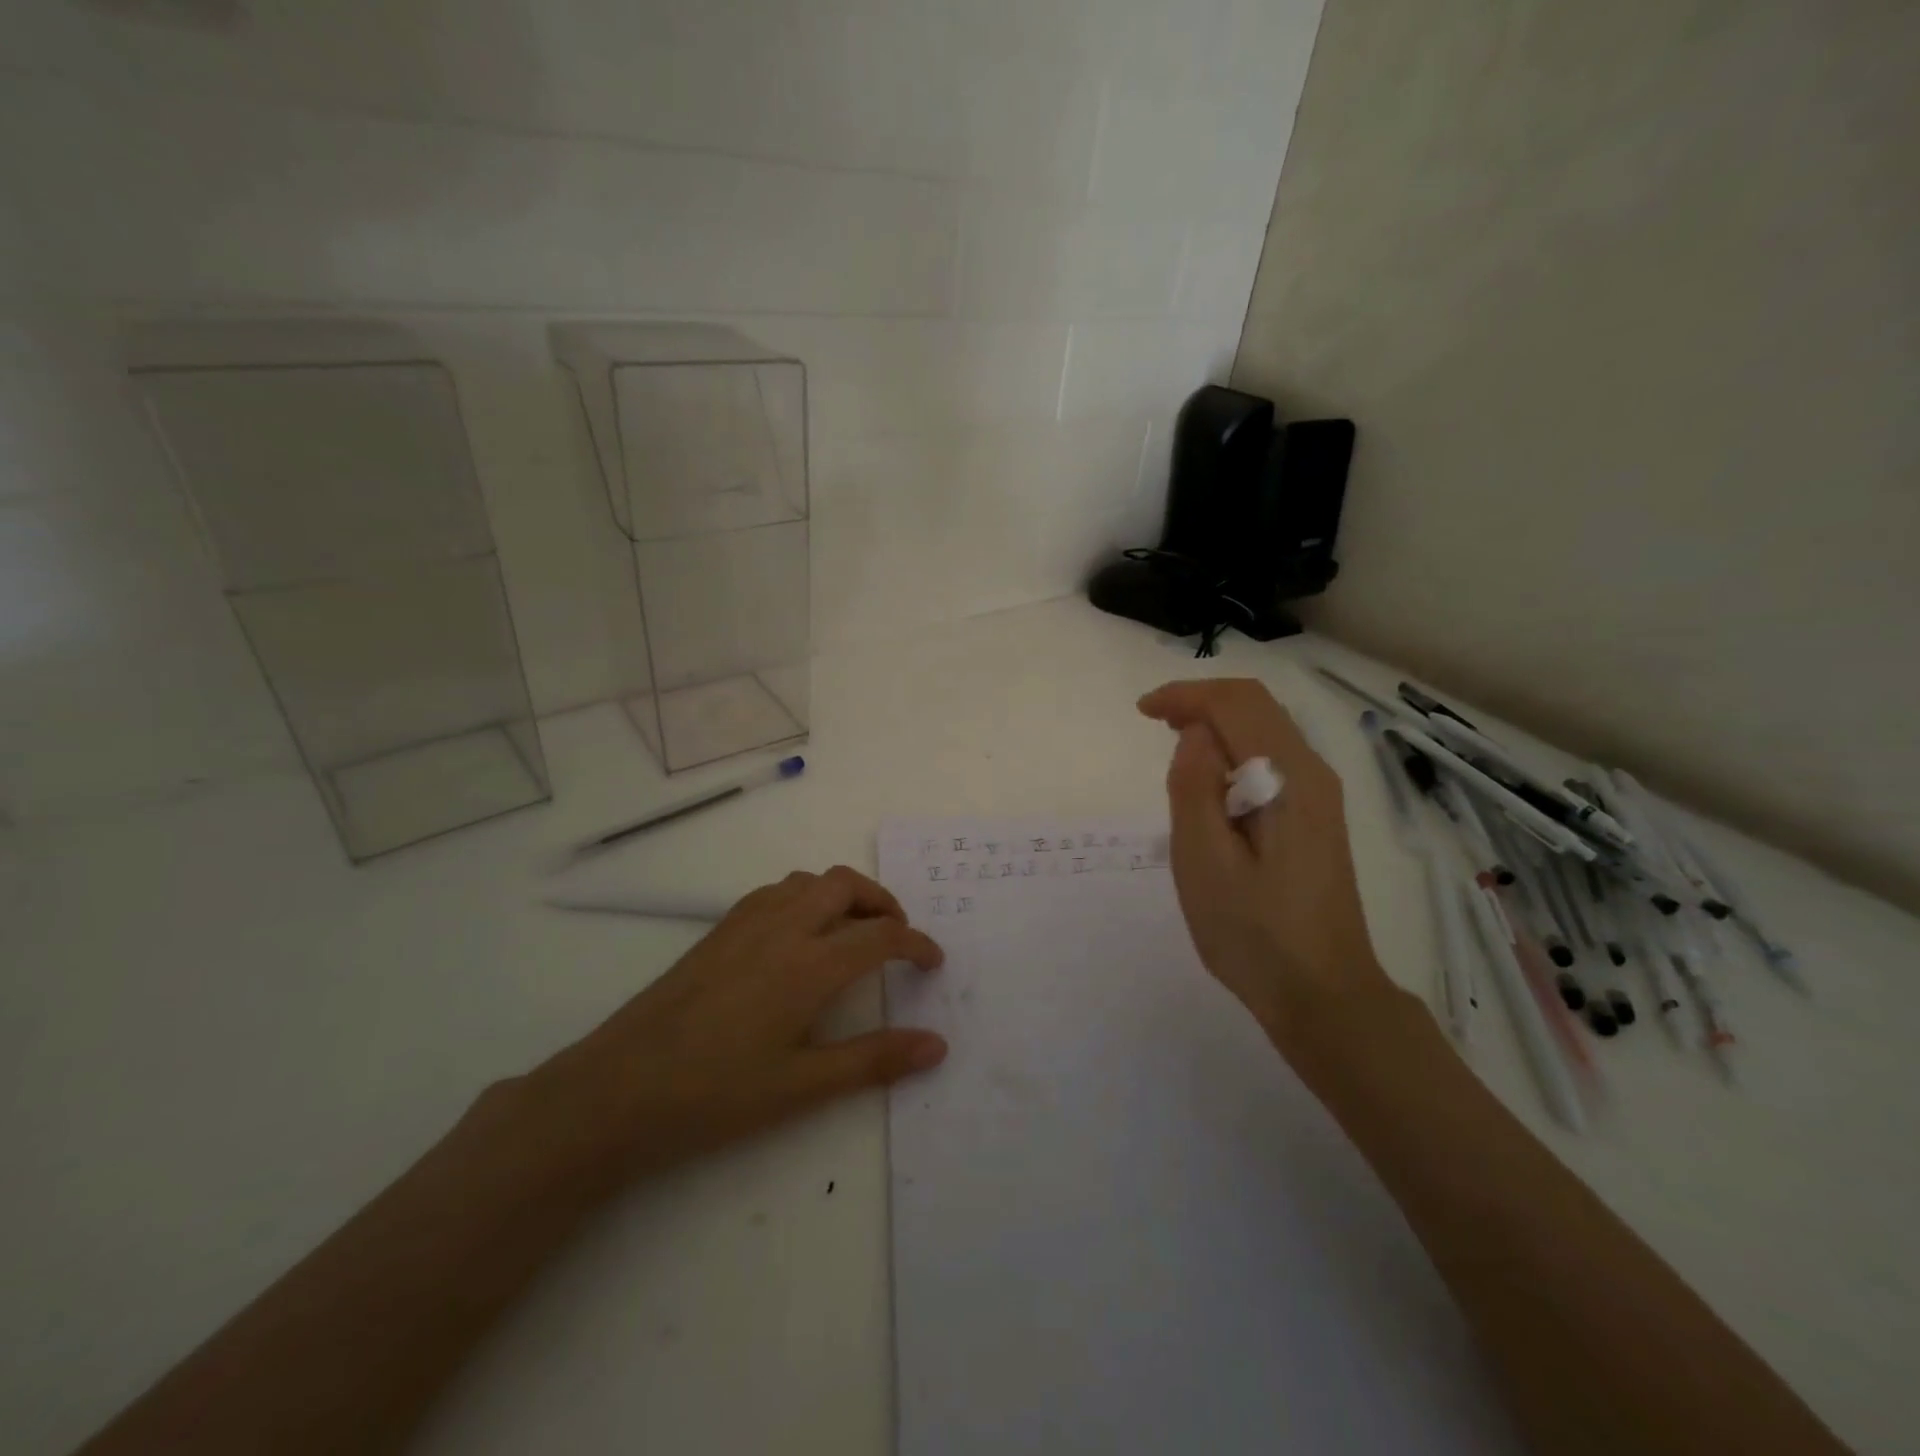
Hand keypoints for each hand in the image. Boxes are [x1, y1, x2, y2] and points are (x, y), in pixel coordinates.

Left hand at [526, 866, 946, 1186]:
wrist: (617, 1090)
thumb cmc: (715, 1094)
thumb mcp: (802, 1087)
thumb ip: (873, 1060)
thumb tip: (937, 1045)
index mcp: (809, 964)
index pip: (880, 935)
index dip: (916, 944)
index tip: (933, 962)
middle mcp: (782, 927)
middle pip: (846, 885)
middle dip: (882, 901)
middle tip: (897, 936)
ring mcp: (745, 923)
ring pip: (809, 880)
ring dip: (843, 894)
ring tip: (852, 931)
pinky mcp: (718, 930)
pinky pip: (776, 891)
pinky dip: (806, 896)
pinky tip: (798, 936)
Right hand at [1138, 678, 1396, 1056]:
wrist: (1323, 994)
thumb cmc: (1254, 932)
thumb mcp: (1204, 861)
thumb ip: (1194, 787)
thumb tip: (1194, 733)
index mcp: (1289, 778)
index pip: (1237, 704)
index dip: (1186, 695)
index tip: (1142, 711)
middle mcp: (1313, 773)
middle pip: (1256, 707)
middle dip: (1201, 701)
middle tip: (1154, 721)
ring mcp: (1320, 796)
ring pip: (1266, 729)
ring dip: (1217, 723)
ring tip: (1174, 743)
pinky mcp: (1316, 817)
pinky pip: (1272, 758)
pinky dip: (1234, 749)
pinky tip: (1210, 780)